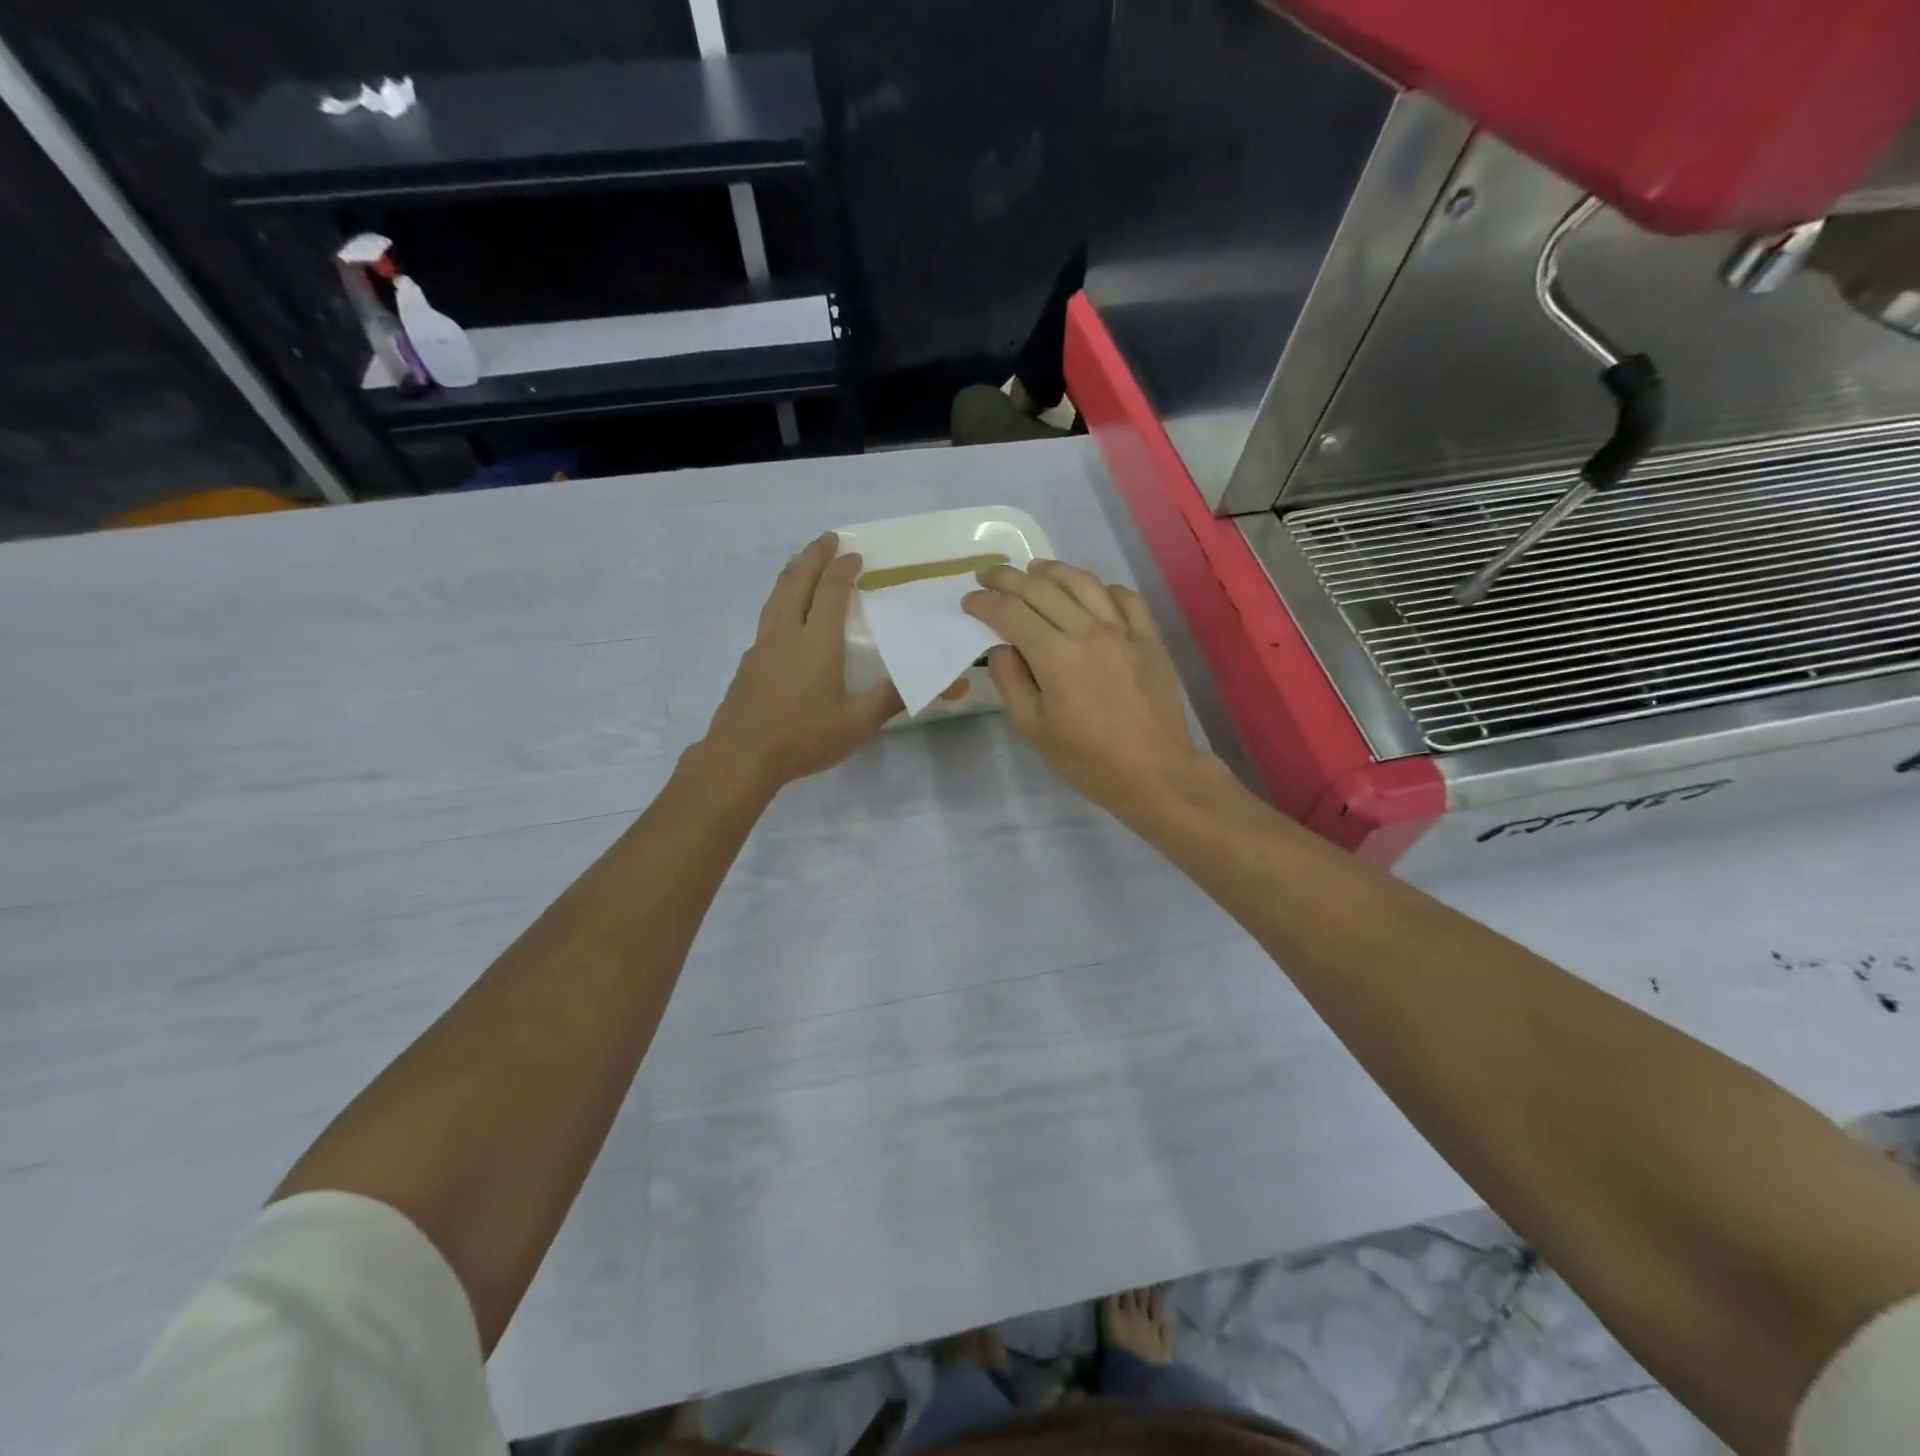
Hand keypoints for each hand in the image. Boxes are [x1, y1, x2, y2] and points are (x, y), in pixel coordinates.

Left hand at [700, 534, 902, 792]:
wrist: (741, 757)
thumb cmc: (803, 738)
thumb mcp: (857, 724)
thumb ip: (891, 698)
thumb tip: (932, 680)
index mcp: (817, 641)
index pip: (832, 591)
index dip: (844, 569)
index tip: (856, 554)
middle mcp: (787, 633)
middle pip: (797, 581)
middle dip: (814, 556)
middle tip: (827, 539)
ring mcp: (762, 646)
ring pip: (776, 596)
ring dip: (792, 573)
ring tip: (802, 563)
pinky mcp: (748, 663)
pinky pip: (767, 617)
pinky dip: (780, 600)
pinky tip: (783, 615)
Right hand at [963, 559, 1207, 817]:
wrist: (1154, 772)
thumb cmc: (1087, 759)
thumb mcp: (1033, 729)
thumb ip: (1011, 682)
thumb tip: (1001, 648)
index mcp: (1056, 655)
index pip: (1011, 614)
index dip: (985, 604)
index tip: (969, 602)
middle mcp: (1089, 631)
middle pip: (1042, 589)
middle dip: (1008, 578)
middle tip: (987, 576)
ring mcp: (1124, 631)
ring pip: (1083, 583)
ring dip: (1052, 570)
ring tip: (1033, 569)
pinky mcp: (1149, 638)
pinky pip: (1124, 597)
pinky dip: (1101, 588)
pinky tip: (1089, 592)